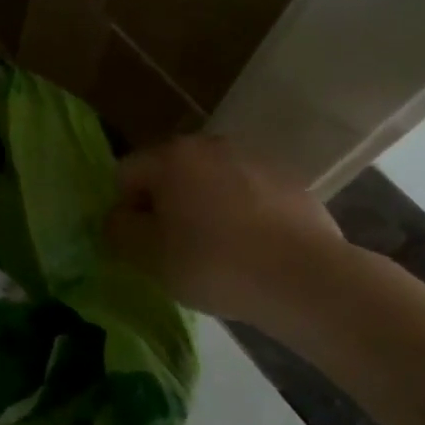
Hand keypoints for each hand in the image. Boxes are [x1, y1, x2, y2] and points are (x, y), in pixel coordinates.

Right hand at [106, 136, 345, 327]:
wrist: (307, 279)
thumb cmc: (215, 263)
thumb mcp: (148, 256)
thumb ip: (119, 231)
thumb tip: (117, 219)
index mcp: (170, 156)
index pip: (126, 174)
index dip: (126, 211)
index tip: (143, 246)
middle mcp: (210, 145)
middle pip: (170, 174)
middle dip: (166, 207)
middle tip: (176, 250)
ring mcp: (254, 160)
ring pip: (211, 184)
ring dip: (204, 209)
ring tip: (219, 254)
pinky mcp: (290, 183)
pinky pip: (248, 196)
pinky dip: (243, 217)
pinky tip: (254, 252)